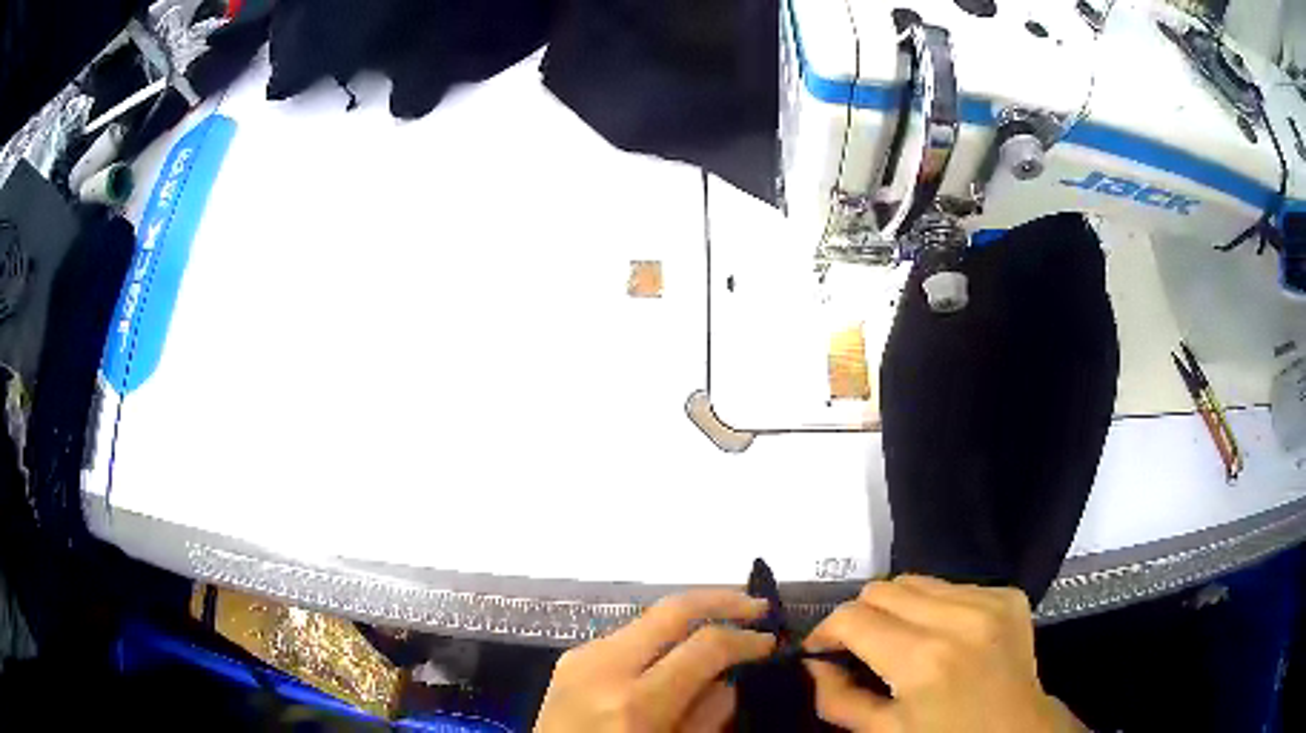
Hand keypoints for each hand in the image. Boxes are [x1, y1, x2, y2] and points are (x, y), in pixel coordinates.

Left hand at [535, 590, 776, 731]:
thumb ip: (708, 715)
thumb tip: (731, 676)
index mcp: (635, 703)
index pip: (704, 646)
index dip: (745, 639)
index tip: (771, 642)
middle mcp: (604, 668)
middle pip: (672, 609)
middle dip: (721, 600)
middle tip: (758, 607)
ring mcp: (580, 657)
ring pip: (648, 617)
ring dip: (690, 614)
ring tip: (726, 621)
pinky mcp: (569, 658)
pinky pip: (626, 636)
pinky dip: (660, 635)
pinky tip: (680, 647)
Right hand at [804, 575, 1085, 732]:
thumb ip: (838, 699)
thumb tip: (814, 664)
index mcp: (923, 660)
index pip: (852, 618)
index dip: (825, 632)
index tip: (822, 651)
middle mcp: (958, 618)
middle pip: (882, 589)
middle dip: (860, 617)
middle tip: (860, 648)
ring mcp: (989, 600)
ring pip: (915, 581)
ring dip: (897, 609)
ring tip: (902, 641)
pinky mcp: (1008, 595)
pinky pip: (951, 586)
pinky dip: (934, 607)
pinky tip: (942, 636)